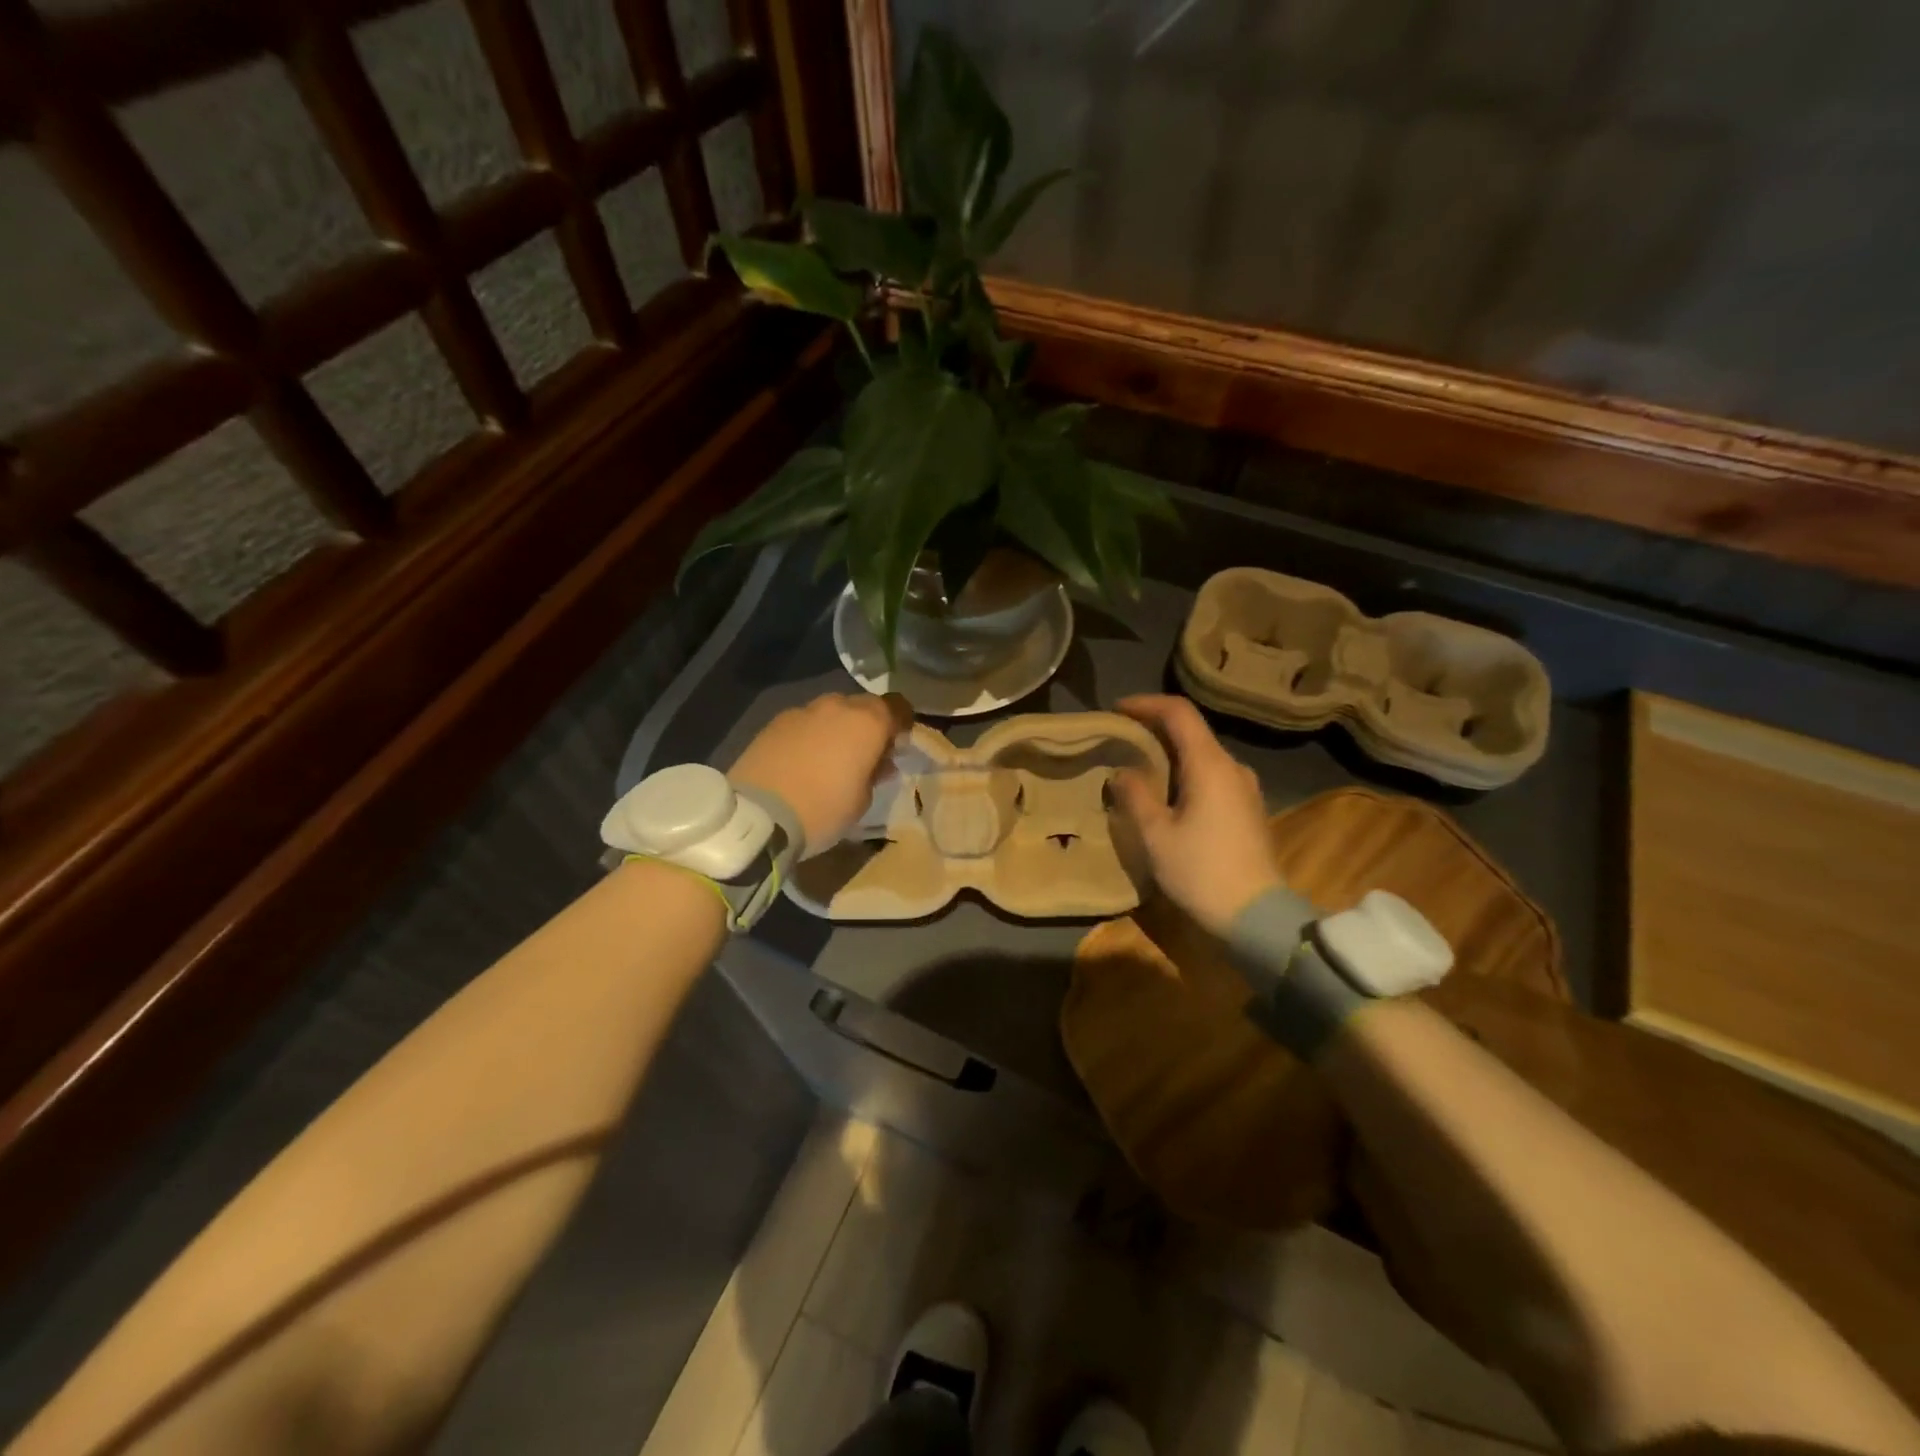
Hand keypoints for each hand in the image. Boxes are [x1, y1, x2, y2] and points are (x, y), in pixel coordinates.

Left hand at [729, 692, 912, 853]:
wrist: (758, 814)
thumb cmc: (823, 809)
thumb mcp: (862, 800)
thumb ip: (874, 773)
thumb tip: (878, 762)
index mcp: (867, 722)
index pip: (897, 707)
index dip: (902, 723)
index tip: (898, 745)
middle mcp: (837, 707)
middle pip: (863, 706)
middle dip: (868, 725)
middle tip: (865, 755)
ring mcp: (803, 711)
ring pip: (831, 712)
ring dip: (838, 729)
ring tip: (831, 759)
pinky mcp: (775, 722)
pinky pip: (805, 722)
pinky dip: (811, 735)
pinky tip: (803, 760)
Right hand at [1111, 694, 1279, 935]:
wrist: (1256, 916)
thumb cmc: (1201, 871)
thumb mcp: (1156, 835)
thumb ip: (1135, 795)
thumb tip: (1123, 771)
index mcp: (1210, 764)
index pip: (1179, 713)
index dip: (1146, 704)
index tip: (1116, 710)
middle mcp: (1232, 767)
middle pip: (1192, 731)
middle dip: (1154, 729)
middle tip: (1120, 739)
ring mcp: (1245, 789)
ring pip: (1202, 755)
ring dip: (1169, 753)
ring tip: (1138, 766)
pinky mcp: (1248, 809)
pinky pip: (1212, 776)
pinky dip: (1185, 773)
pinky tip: (1166, 794)